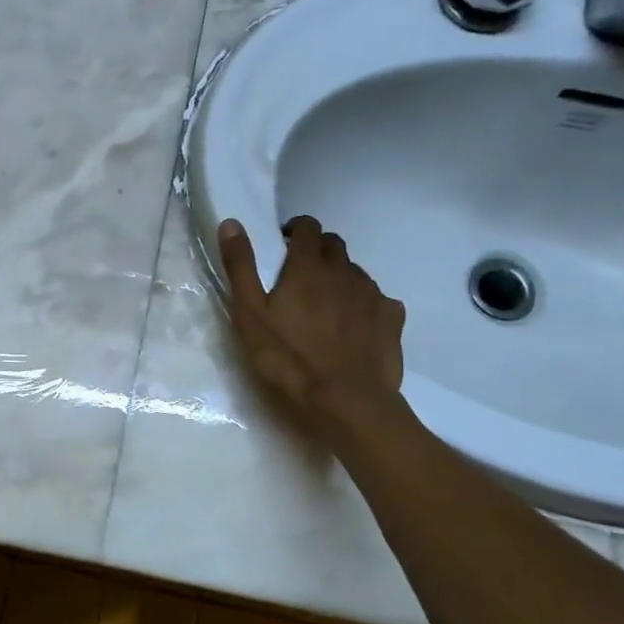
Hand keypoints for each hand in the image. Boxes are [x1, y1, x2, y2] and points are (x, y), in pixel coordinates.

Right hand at [218, 215, 407, 439]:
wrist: (347, 401)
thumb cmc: (289, 358)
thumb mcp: (250, 314)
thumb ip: (241, 267)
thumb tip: (231, 222)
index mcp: (308, 266)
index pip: (307, 226)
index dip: (295, 229)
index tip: (283, 245)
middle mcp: (344, 271)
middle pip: (333, 245)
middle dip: (316, 251)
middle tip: (299, 276)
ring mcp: (372, 294)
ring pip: (355, 272)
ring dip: (339, 278)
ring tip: (324, 306)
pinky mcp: (392, 318)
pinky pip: (378, 299)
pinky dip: (364, 304)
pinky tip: (354, 326)